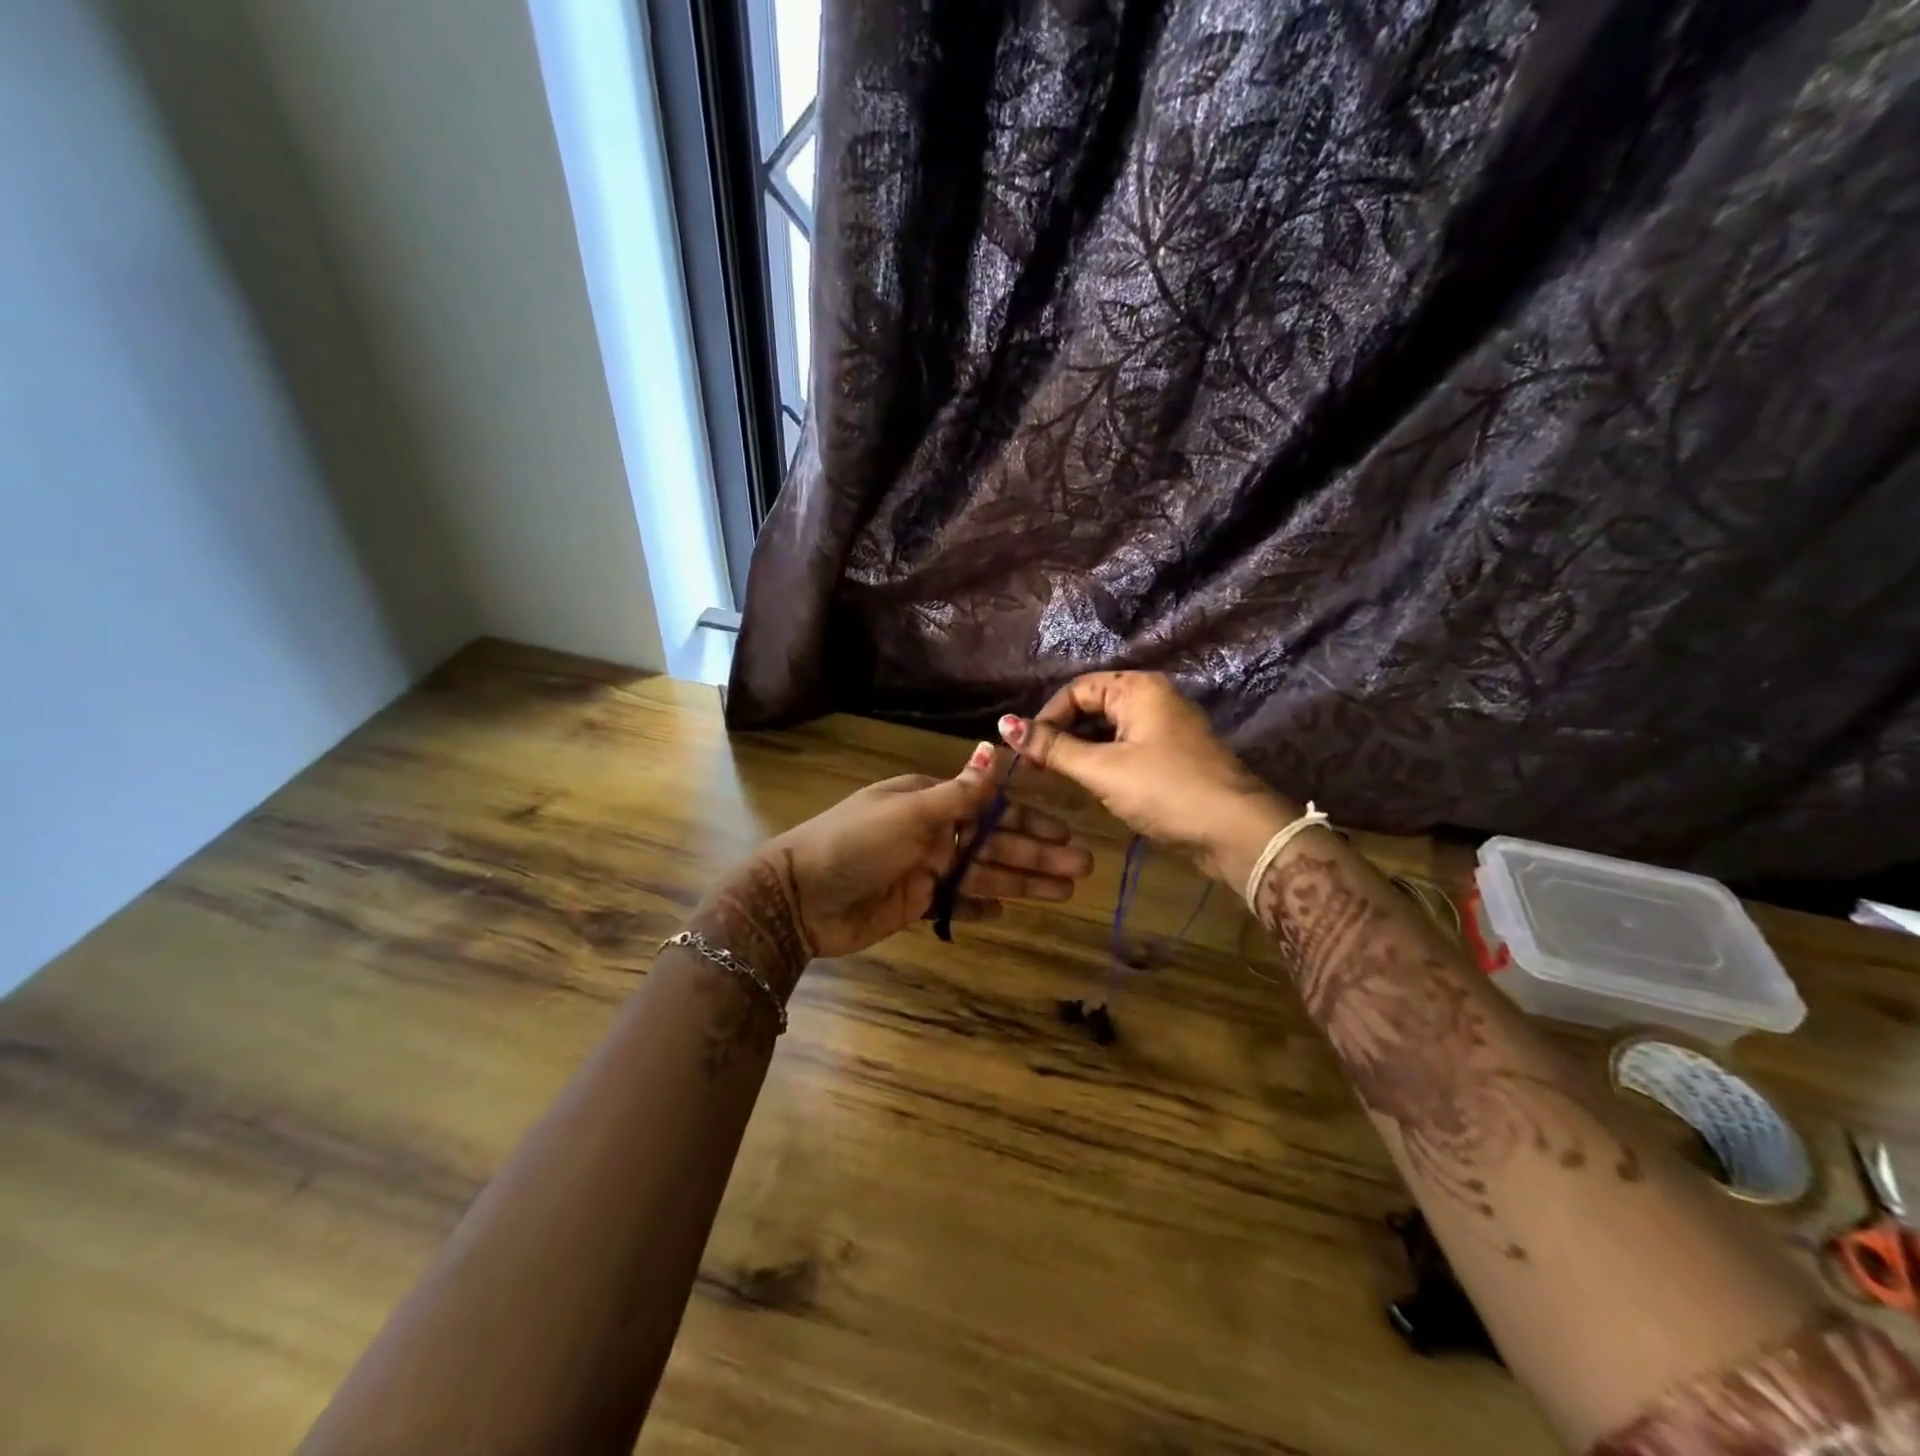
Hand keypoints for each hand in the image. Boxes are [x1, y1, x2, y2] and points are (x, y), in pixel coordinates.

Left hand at [698, 742, 1093, 982]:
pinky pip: (956, 903)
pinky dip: (980, 905)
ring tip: (1065, 891)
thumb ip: (958, 792)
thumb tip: (993, 750)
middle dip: (1037, 854)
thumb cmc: (855, 843)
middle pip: (994, 843)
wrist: (799, 898)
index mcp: (929, 801)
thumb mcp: (909, 812)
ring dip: (1023, 880)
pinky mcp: (914, 904)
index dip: (1028, 819)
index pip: (990, 808)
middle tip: (1082, 867)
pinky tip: (1007, 909)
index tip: (1066, 830)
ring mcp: (924, 869)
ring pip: (983, 873)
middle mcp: (932, 832)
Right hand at [997, 673, 1299, 888]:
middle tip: (1036, 767)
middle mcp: (1153, 699)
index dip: (1046, 718)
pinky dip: (1104, 761)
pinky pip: (1126, 748)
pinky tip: (1091, 784)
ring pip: (1109, 730)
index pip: (1076, 690)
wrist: (1236, 831)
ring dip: (1081, 750)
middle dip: (1062, 734)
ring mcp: (1166, 728)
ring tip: (1058, 777)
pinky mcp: (1173, 755)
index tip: (1025, 752)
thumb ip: (1053, 748)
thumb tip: (1004, 725)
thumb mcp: (1102, 769)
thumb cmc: (1165, 790)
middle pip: (1092, 707)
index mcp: (1137, 689)